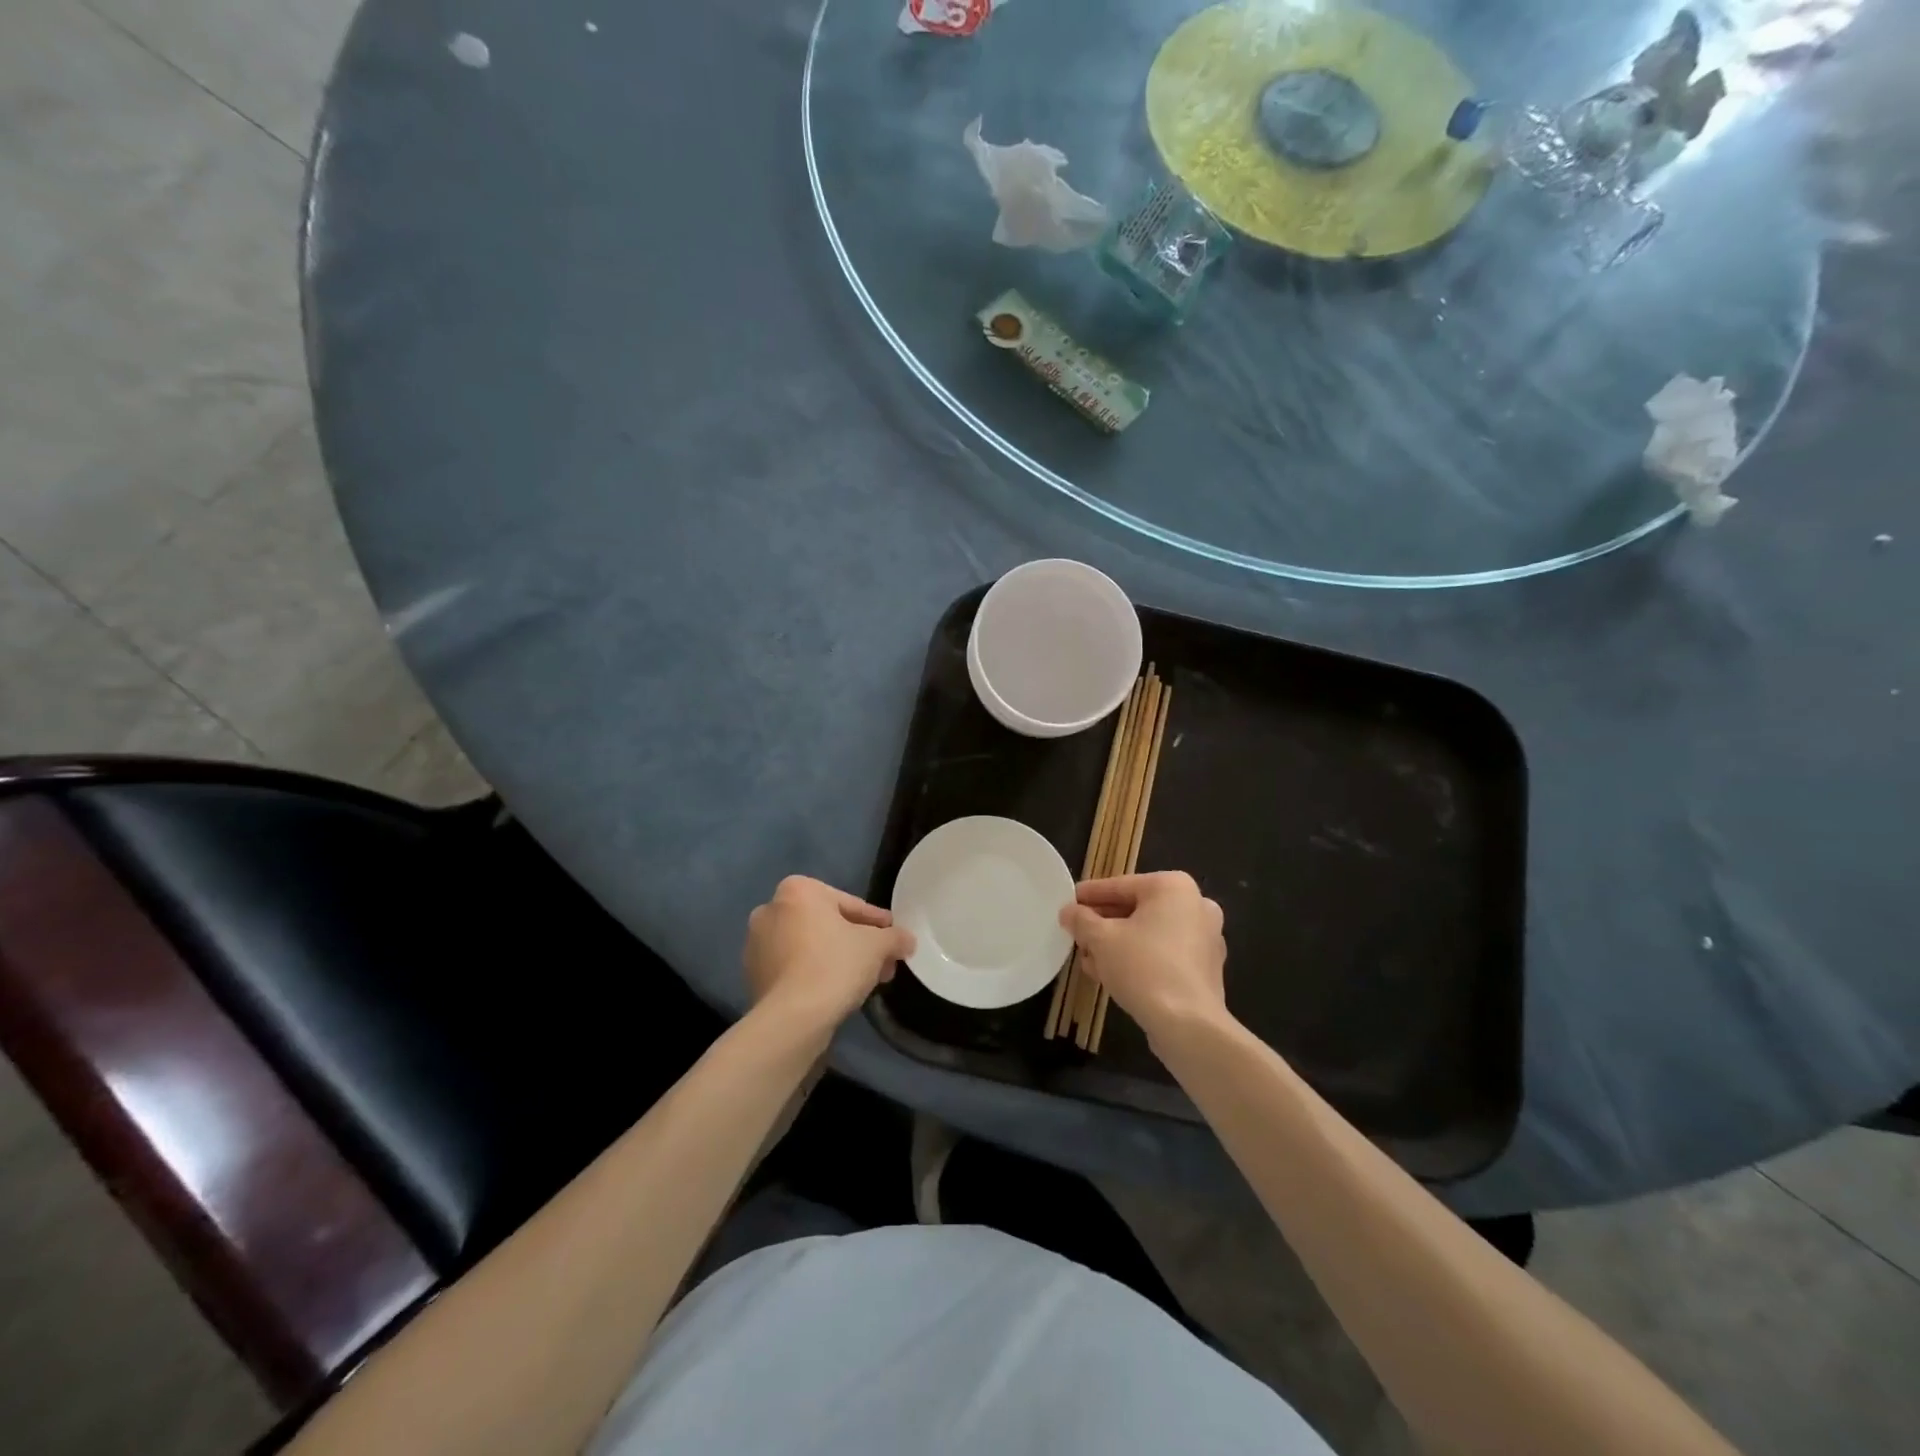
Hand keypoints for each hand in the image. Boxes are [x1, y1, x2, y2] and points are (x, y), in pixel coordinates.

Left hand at [744, 876, 914, 1036]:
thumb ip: (894, 937)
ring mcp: (757, 944)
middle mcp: (770, 909)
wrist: (792, 1019)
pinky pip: (794, 967)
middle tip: (882, 961)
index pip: (849, 903)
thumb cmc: (834, 966)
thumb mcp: (877, 946)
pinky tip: (837, 991)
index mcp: (797, 890)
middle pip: (827, 924)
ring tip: (864, 980)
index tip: (892, 935)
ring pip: (810, 946)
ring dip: (837, 958)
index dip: (876, 921)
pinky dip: (815, 973)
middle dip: (856, 942)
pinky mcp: (753, 975)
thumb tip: (907, 940)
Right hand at [1059, 871, 1227, 1038]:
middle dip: (1103, 923)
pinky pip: (1164, 954)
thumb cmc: (1143, 967)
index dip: (1089, 895)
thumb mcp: (1101, 939)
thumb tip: (1068, 912)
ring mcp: (1205, 938)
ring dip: (1117, 944)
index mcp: (1173, 887)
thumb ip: (1081, 920)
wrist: (1188, 1025)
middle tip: (1076, 933)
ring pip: (1149, 934)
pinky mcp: (1205, 968)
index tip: (1068, 903)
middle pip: (1136, 909)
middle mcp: (1195, 905)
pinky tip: (1109, 974)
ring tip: (1087, 958)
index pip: (1119, 885)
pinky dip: (1138, 959)